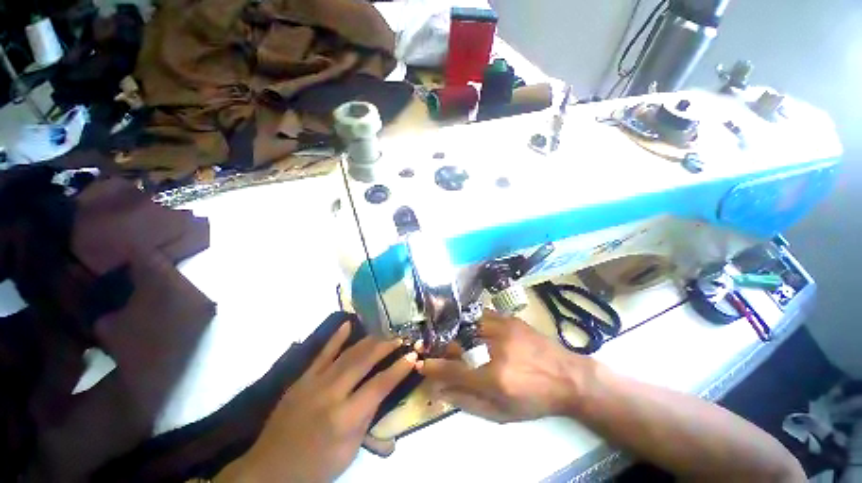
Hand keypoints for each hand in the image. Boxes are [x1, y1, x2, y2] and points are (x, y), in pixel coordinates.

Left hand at [218, 321, 416, 481]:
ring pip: (347, 353)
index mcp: (344, 418)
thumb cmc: (315, 468)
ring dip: (369, 340)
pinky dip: (336, 337)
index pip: (379, 385)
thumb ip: (367, 418)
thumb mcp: (349, 451)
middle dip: (386, 346)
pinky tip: (348, 323)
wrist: (269, 470)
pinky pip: (322, 353)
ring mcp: (313, 383)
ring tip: (385, 332)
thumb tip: (382, 390)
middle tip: (401, 338)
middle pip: (364, 361)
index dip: (399, 369)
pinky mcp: (302, 379)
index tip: (413, 355)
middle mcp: (331, 394)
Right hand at [417, 310, 593, 422]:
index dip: (433, 367)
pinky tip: (468, 329)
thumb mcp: (501, 413)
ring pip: (466, 326)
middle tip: (435, 352)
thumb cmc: (534, 400)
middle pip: (456, 344)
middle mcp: (495, 349)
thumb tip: (439, 391)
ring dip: (454, 334)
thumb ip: (467, 401)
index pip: (453, 370)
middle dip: (441, 349)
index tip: (422, 365)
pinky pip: (481, 316)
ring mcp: (503, 329)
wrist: (568, 377)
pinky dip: (470, 323)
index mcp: (494, 377)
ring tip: (450, 340)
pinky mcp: (509, 319)